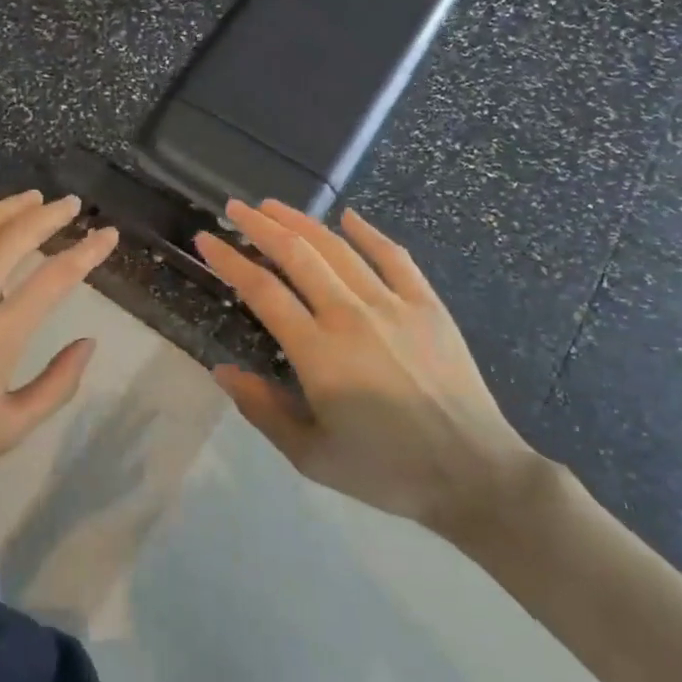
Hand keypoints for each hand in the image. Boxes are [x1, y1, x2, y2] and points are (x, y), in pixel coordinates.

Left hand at [0, 192, 118, 494]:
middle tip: (69, 205)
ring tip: (32, 198)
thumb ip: (58, 385)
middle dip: (49, 215)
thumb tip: (89, 342)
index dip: (88, 252)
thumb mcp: (11, 428)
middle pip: (16, 238)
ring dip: (8, 207)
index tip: (107, 234)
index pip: (55, 278)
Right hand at [195, 200, 544, 541]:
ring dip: (301, 221)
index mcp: (319, 354)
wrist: (475, 475)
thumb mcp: (311, 456)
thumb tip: (222, 370)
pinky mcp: (428, 306)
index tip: (206, 239)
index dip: (229, 260)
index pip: (262, 290)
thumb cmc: (386, 471)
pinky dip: (369, 233)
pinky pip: (395, 257)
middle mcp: (351, 317)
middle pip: (297, 255)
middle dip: (260, 226)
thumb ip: (262, 410)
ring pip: (338, 249)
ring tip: (273, 205)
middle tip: (235, 208)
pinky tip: (349, 217)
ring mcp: (394, 305)